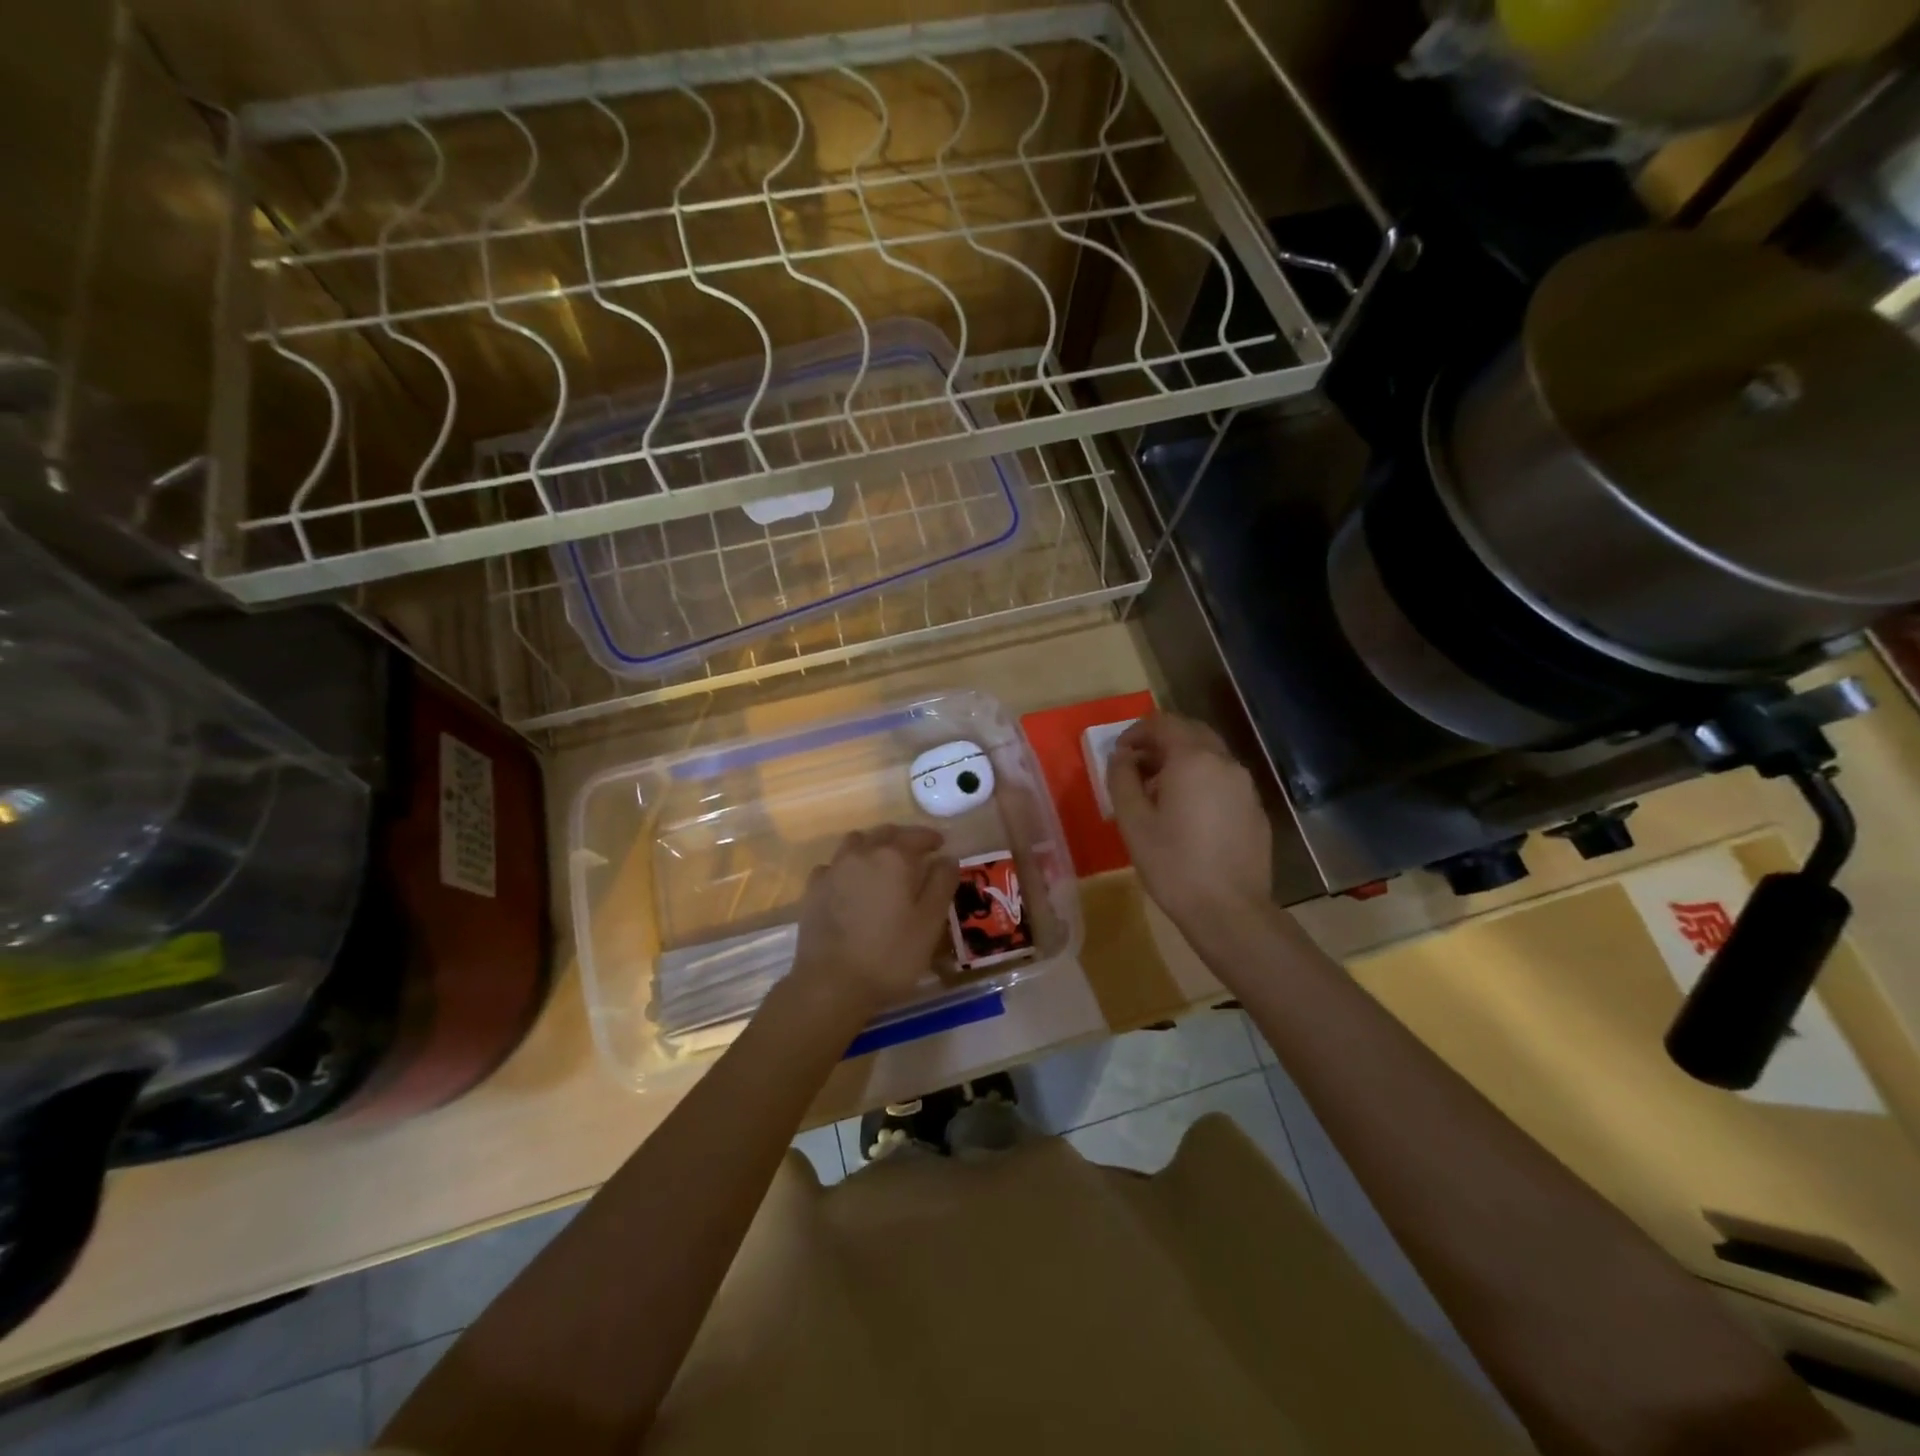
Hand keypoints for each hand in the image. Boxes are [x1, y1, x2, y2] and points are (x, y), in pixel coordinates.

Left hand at [786, 825, 959, 1021]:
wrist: (831, 983)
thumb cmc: (890, 955)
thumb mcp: (930, 923)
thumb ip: (942, 884)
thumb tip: (947, 858)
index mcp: (894, 858)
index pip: (917, 836)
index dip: (931, 838)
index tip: (941, 844)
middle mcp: (862, 854)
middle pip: (885, 833)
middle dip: (903, 838)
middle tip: (916, 852)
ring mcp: (833, 869)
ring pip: (856, 842)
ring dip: (872, 845)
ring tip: (882, 863)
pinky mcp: (813, 889)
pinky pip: (834, 865)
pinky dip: (847, 866)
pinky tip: (850, 883)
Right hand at [1107, 713, 1271, 927]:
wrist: (1229, 910)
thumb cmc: (1173, 864)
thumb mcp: (1133, 822)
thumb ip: (1122, 779)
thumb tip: (1121, 757)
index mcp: (1193, 759)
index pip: (1163, 723)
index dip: (1136, 732)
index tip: (1119, 754)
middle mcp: (1224, 763)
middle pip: (1191, 732)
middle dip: (1161, 742)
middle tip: (1137, 767)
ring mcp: (1245, 786)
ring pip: (1210, 756)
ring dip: (1182, 761)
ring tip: (1158, 793)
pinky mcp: (1255, 810)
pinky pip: (1223, 780)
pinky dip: (1201, 781)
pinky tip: (1187, 815)